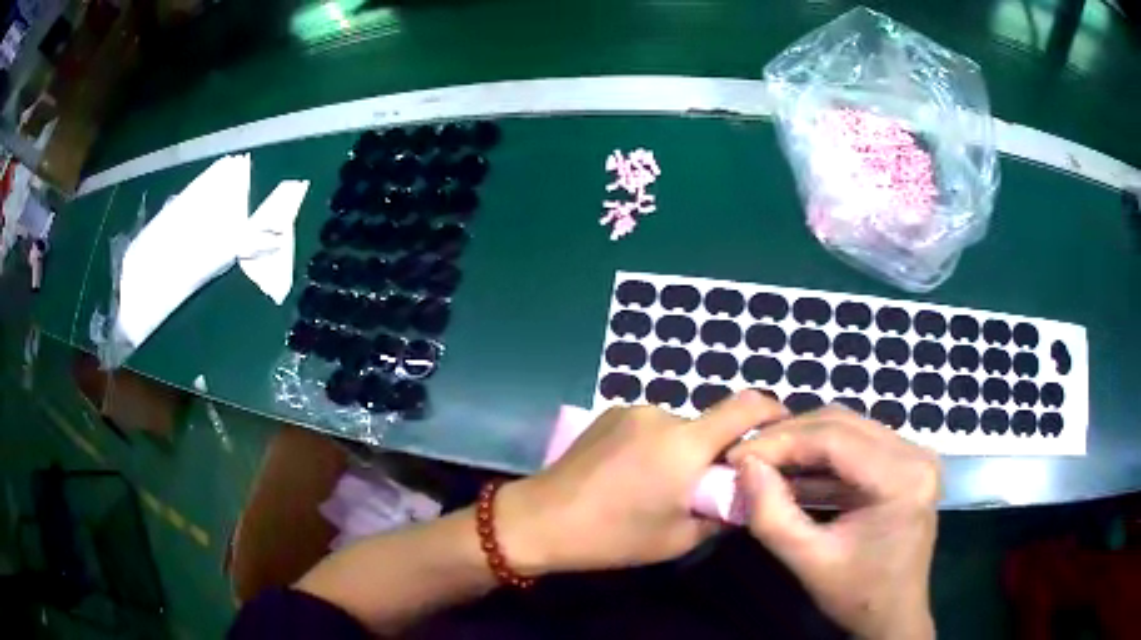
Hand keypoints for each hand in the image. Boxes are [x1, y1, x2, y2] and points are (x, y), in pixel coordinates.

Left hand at [497, 391, 786, 574]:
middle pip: (709, 424)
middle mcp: (662, 414)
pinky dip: (656, 445)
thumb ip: (721, 513)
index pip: (746, 406)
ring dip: (682, 450)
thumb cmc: (614, 536)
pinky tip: (631, 475)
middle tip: (701, 488)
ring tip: (657, 487)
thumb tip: (742, 494)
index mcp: (685, 443)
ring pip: (678, 427)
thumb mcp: (679, 538)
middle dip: (716, 451)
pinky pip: (650, 426)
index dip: (772, 411)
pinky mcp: (609, 414)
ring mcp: (631, 410)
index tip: (782, 429)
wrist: (541, 519)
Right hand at [728, 406, 940, 639]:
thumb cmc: (858, 595)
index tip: (737, 455)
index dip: (781, 441)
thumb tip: (745, 465)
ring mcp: (913, 454)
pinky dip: (819, 457)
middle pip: (842, 423)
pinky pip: (855, 445)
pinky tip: (791, 473)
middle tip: (746, 457)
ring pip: (847, 428)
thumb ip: (772, 516)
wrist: (894, 614)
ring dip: (802, 443)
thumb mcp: (809, 562)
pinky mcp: (904, 463)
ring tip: (763, 463)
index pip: (834, 438)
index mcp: (903, 478)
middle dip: (788, 437)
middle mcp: (915, 453)